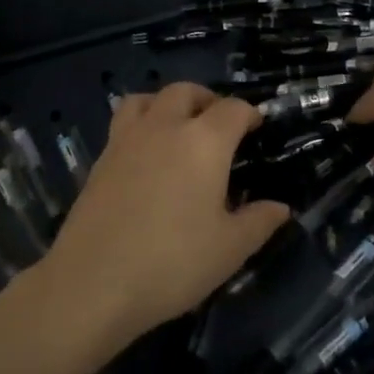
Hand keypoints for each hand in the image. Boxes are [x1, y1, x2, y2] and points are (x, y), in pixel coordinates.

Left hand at [37, 84, 289, 351]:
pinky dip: (141, 124)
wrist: (93, 282)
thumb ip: (258, 222)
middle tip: (219, 124)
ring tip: (178, 126)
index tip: (257, 127)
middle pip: (186, 92)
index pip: (233, 109)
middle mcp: (165, 127)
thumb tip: (280, 207)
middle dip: (207, 99)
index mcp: (204, 141)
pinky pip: (124, 122)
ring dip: (168, 103)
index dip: (249, 113)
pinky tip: (147, 155)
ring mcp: (127, 139)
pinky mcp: (101, 158)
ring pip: (147, 98)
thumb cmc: (172, 263)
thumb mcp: (229, 249)